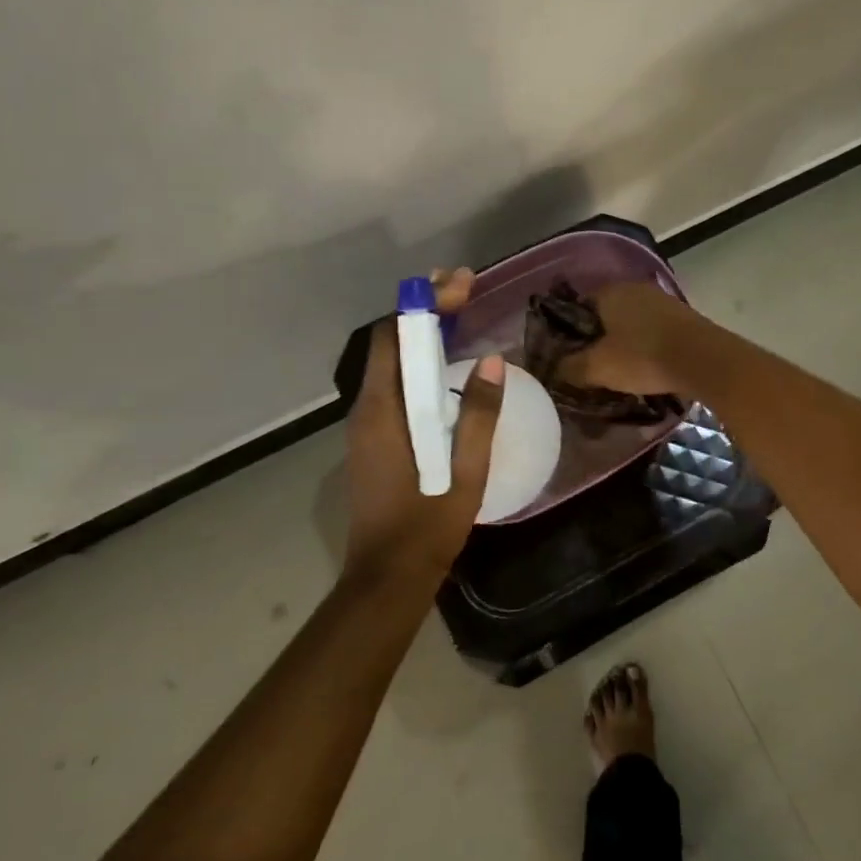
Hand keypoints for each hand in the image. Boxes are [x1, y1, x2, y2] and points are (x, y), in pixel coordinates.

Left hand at [343, 312, 504, 586]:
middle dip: (424, 311)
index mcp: (383, 411)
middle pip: (390, 344)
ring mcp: (368, 425)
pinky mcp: (375, 439)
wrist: (388, 575)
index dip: (424, 306)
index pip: (394, 338)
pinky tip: (445, 365)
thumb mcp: (464, 470)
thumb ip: (477, 414)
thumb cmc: (428, 523)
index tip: (460, 285)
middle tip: (464, 289)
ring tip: (459, 314)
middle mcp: (367, 409)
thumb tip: (493, 360)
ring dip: (421, 335)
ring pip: (391, 364)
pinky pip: (395, 386)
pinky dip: (418, 362)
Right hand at [559, 281, 700, 398]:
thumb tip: (555, 370)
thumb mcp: (598, 368)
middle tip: (592, 365)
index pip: (578, 306)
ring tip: (619, 369)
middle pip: (607, 313)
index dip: (570, 332)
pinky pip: (654, 330)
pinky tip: (646, 366)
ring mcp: (662, 300)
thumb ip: (571, 367)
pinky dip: (646, 345)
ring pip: (632, 322)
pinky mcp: (683, 317)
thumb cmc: (643, 358)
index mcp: (610, 292)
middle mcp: (635, 288)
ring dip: (625, 341)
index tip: (568, 355)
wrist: (704, 360)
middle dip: (599, 337)